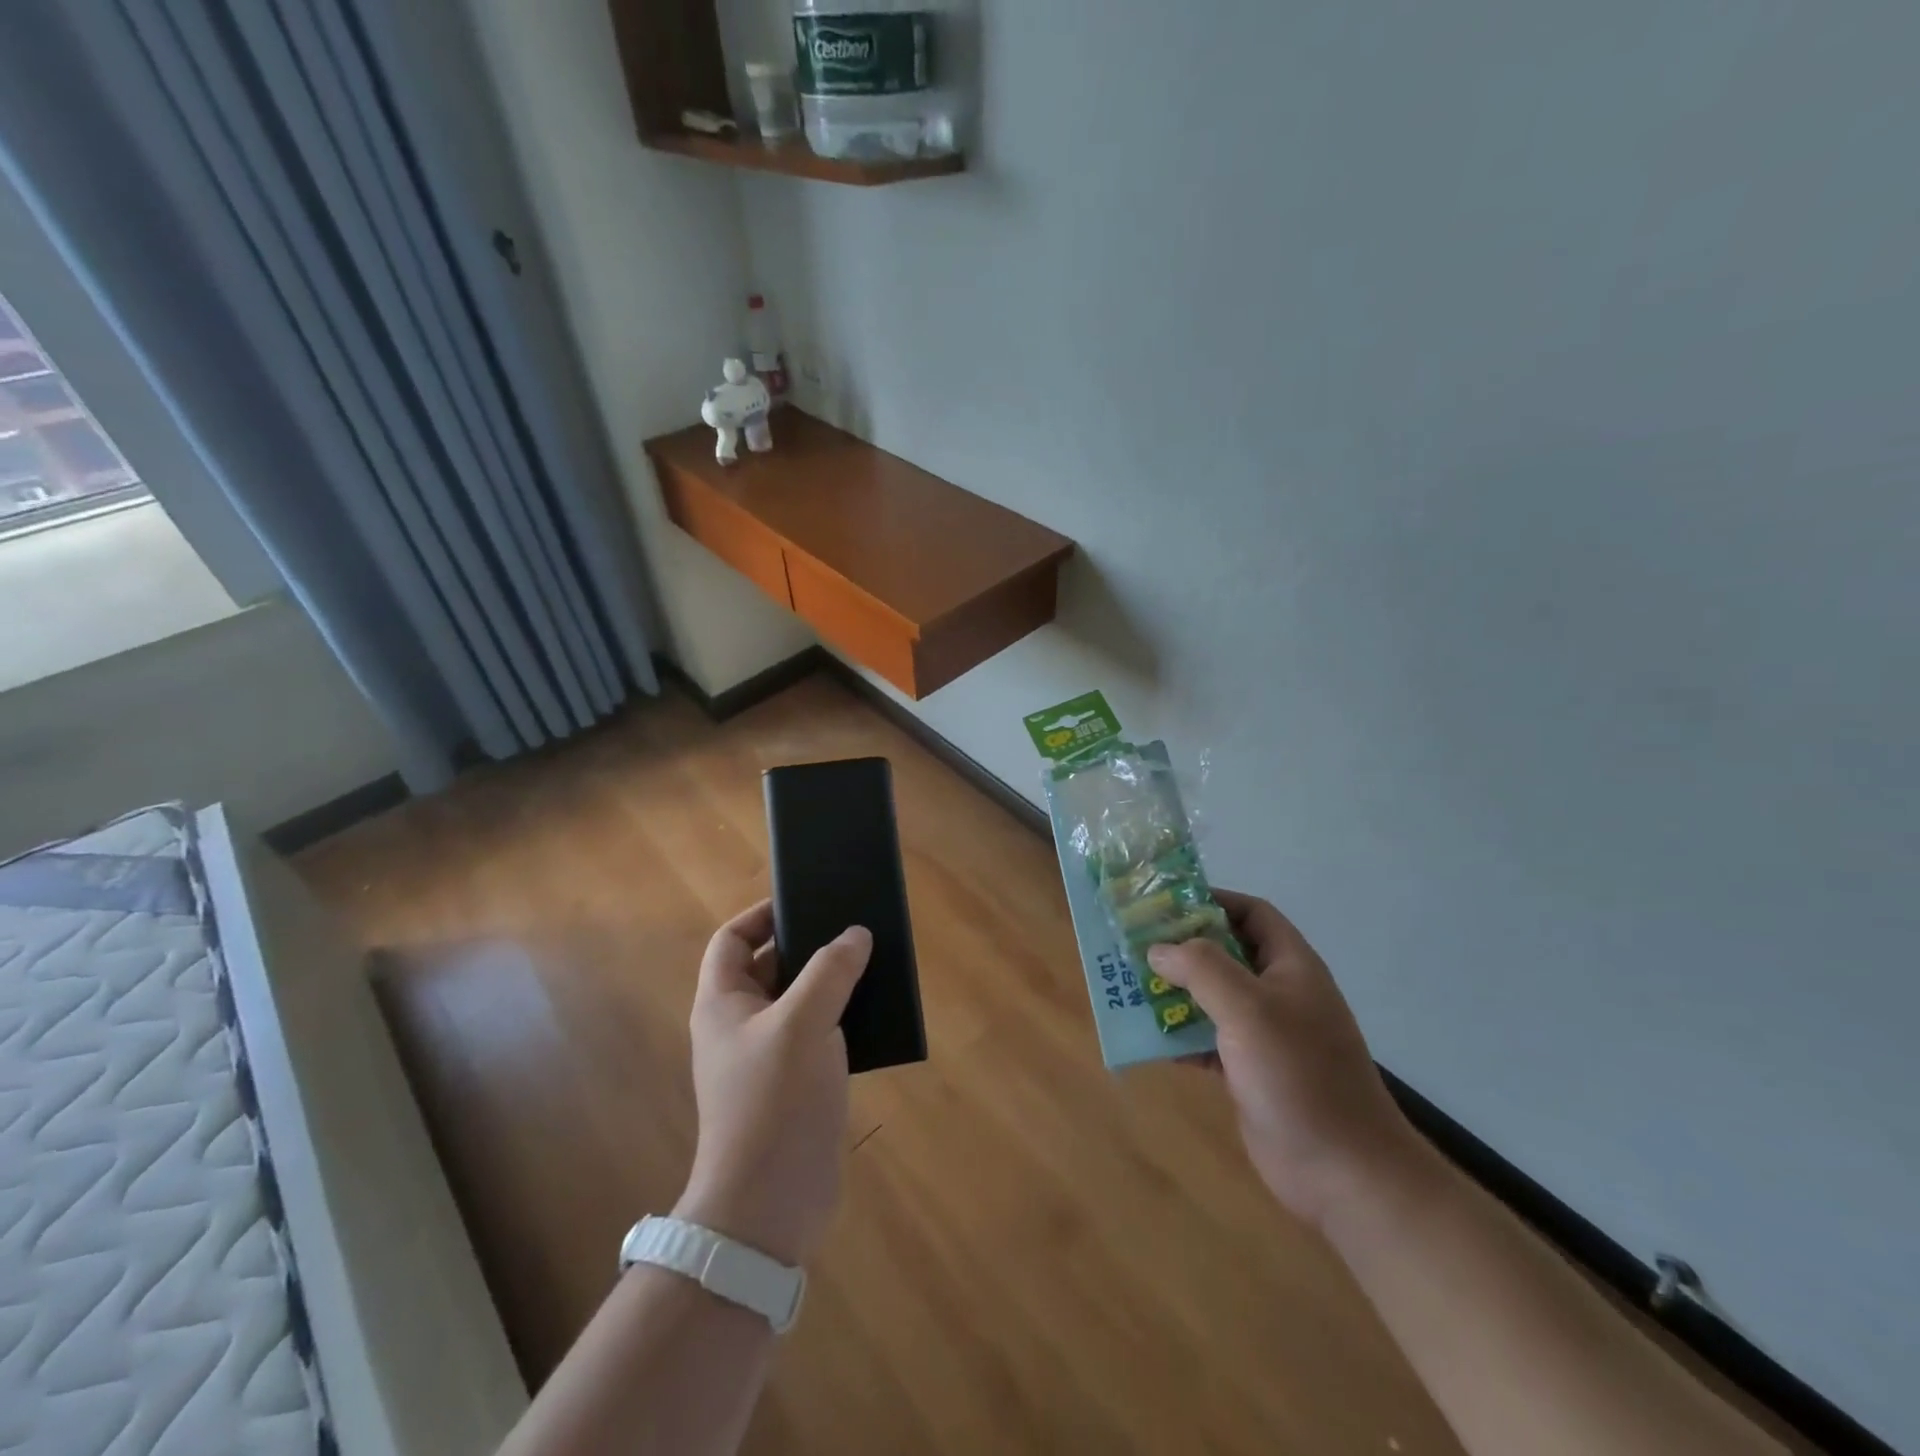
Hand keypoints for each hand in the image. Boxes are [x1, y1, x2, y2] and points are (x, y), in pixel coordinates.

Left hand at [676, 901, 869, 1266]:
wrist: (769, 1204)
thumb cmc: (774, 1100)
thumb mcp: (804, 1023)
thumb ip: (830, 971)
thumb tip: (855, 934)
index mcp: (724, 1002)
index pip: (731, 939)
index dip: (761, 914)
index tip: (805, 900)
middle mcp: (741, 1025)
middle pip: (770, 965)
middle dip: (808, 945)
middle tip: (851, 927)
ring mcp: (767, 1057)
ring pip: (800, 1000)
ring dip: (831, 981)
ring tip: (872, 962)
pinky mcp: (795, 1085)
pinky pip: (819, 1034)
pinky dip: (843, 1017)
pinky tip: (876, 1011)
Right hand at [1148, 889, 1421, 1229]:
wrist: (1343, 1172)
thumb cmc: (1298, 1075)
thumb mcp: (1248, 1008)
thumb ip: (1201, 968)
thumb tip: (1158, 948)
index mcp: (1290, 966)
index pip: (1252, 913)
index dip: (1212, 901)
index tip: (1165, 903)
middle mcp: (1278, 994)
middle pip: (1225, 954)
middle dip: (1181, 948)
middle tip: (1134, 944)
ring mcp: (1265, 1035)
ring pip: (1211, 998)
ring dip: (1174, 991)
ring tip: (1129, 985)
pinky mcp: (1250, 1072)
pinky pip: (1207, 1040)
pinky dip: (1179, 1035)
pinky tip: (1147, 1037)